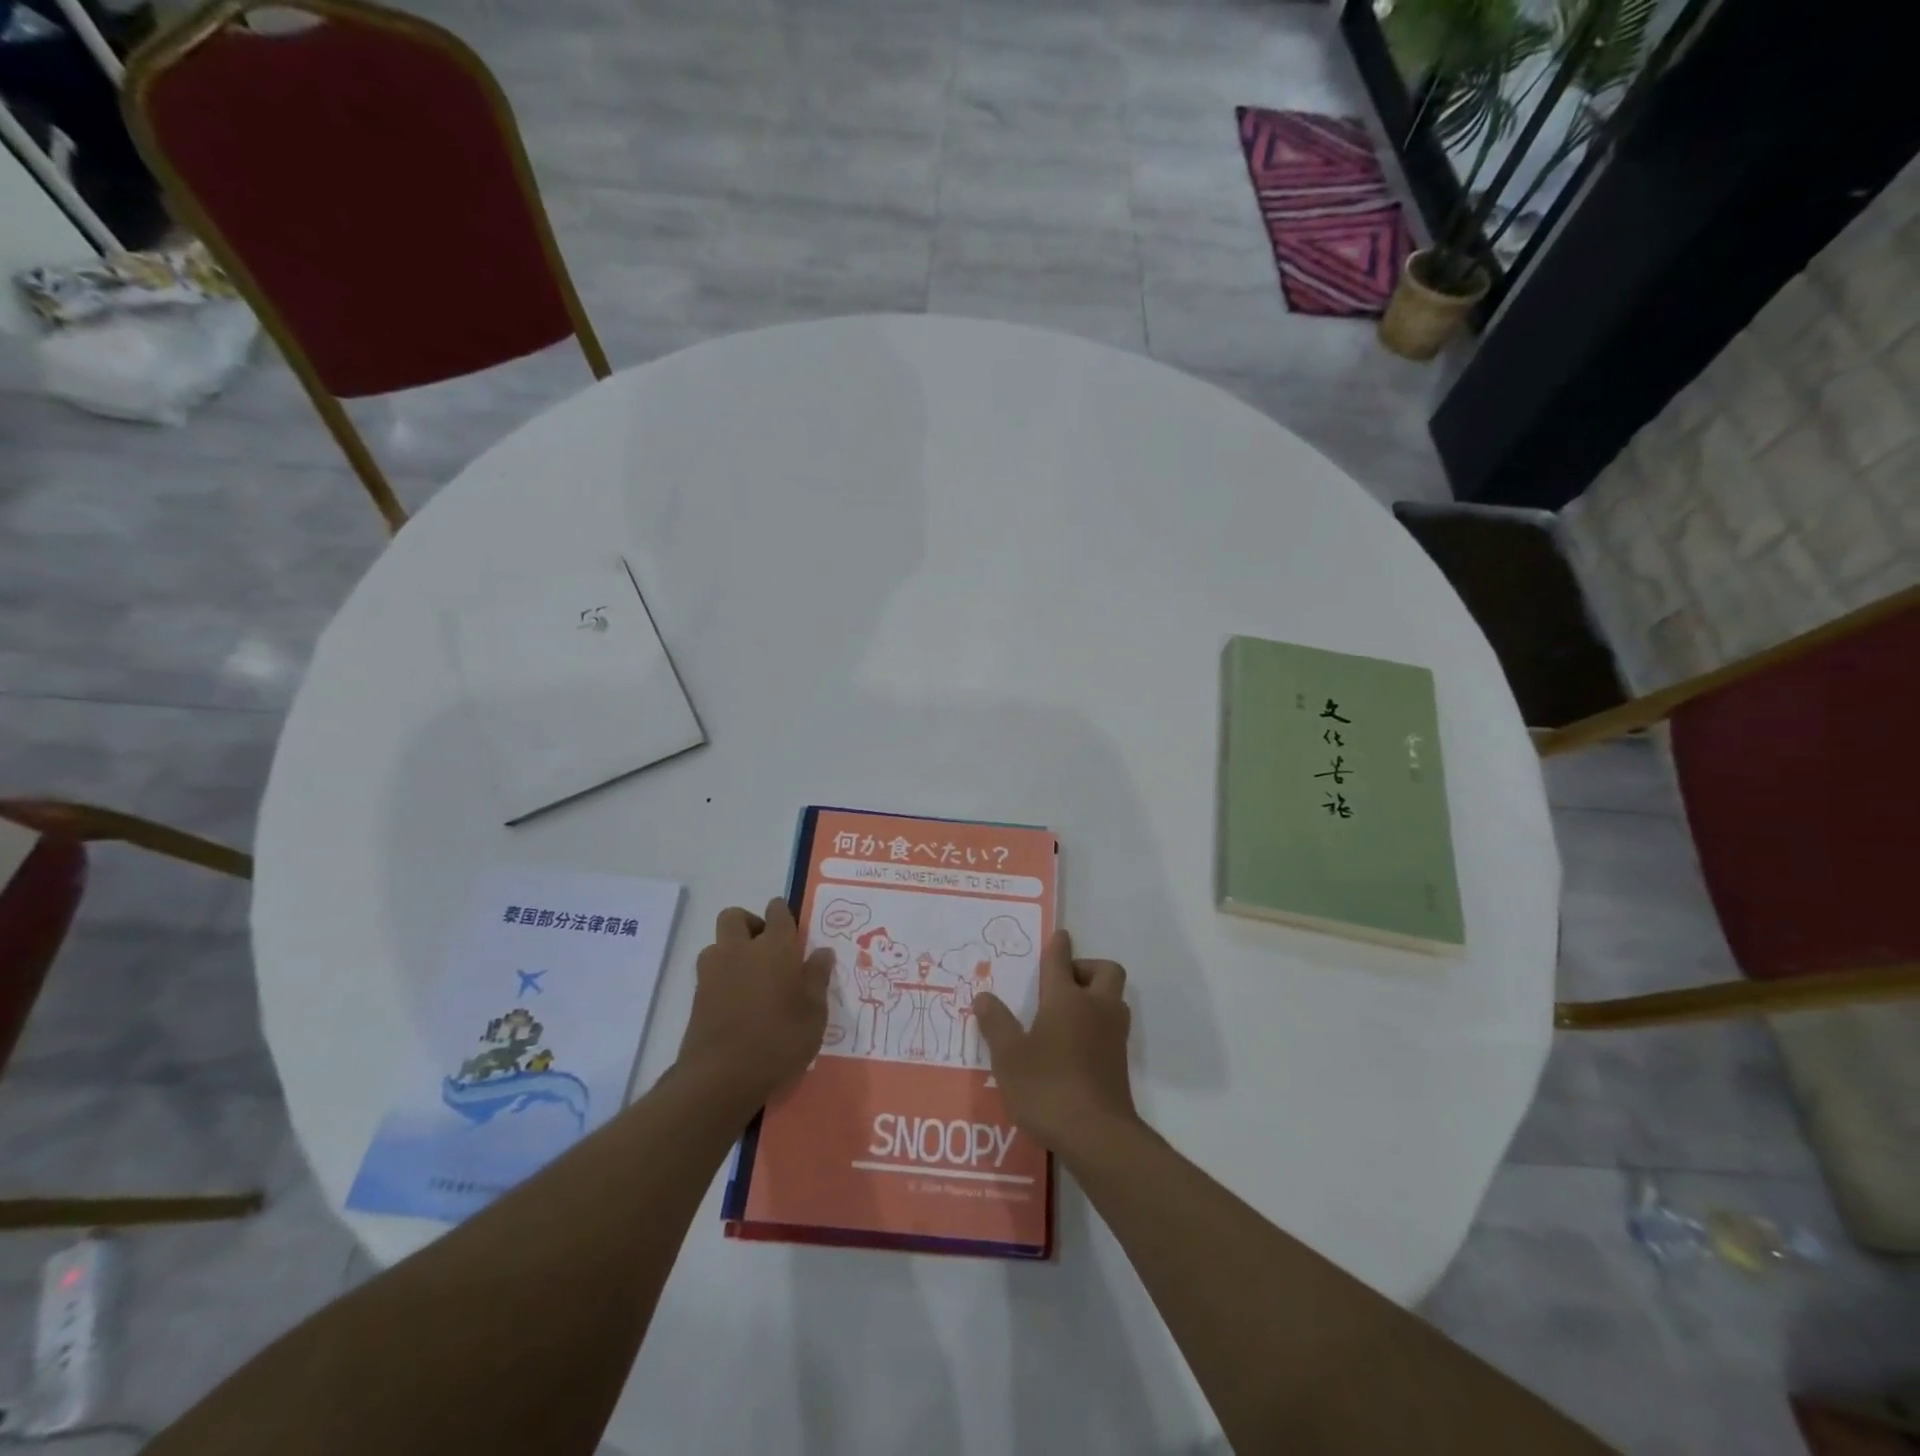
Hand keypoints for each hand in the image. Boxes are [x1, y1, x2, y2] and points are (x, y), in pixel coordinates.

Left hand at [675, 899, 834, 1110]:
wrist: (721, 1077)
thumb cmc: (779, 1040)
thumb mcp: (814, 1013)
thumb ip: (818, 978)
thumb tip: (822, 952)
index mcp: (775, 947)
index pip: (778, 911)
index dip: (784, 915)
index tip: (792, 930)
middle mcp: (741, 949)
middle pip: (735, 916)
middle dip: (750, 924)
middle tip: (768, 949)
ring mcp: (714, 972)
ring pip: (717, 943)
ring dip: (731, 950)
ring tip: (750, 977)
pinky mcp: (697, 996)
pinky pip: (709, 971)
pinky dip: (721, 977)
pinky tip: (737, 1002)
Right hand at [974, 929, 1137, 1160]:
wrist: (1097, 1135)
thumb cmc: (1047, 1086)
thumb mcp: (1008, 1056)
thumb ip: (996, 1024)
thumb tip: (983, 996)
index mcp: (1066, 998)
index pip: (1062, 960)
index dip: (1059, 946)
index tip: (1060, 936)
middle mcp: (1095, 1008)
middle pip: (1105, 970)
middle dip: (1087, 968)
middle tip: (1062, 984)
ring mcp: (1113, 1035)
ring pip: (1113, 999)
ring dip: (1095, 996)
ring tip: (1065, 1016)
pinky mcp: (1120, 1062)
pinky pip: (1112, 1027)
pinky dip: (1097, 1025)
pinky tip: (1073, 1047)